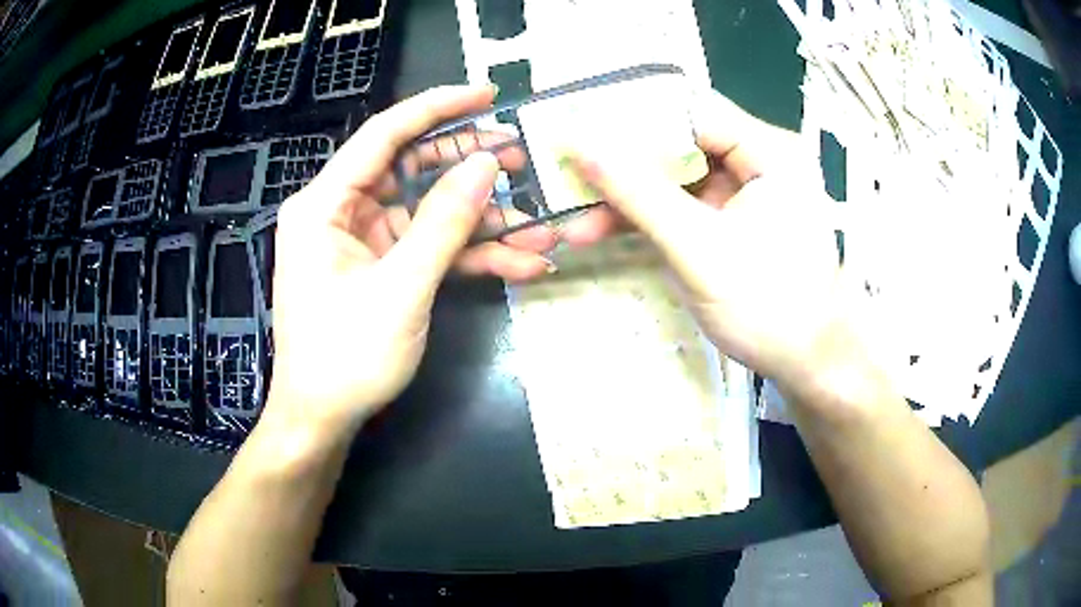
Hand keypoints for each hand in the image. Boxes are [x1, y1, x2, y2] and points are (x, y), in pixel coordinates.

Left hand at [266, 86, 556, 431]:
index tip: (488, 94)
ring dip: (483, 222)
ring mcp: (364, 241)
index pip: (385, 134)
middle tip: (523, 160)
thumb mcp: (401, 289)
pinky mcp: (382, 268)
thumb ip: (444, 223)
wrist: (323, 420)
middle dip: (471, 168)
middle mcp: (341, 212)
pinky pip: (429, 248)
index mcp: (325, 204)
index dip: (438, 107)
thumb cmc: (346, 357)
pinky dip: (470, 256)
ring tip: (539, 225)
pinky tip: (520, 263)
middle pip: (413, 170)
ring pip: (429, 213)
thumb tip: (486, 164)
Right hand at [564, 90, 846, 388]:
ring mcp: (744, 191)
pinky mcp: (731, 219)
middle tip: (568, 176)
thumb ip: (638, 194)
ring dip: (626, 197)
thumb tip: (579, 146)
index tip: (579, 131)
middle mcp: (759, 159)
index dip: (632, 118)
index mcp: (769, 151)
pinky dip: (645, 217)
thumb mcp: (699, 249)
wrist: (805, 364)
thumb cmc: (768, 307)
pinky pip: (681, 204)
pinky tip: (601, 229)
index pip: (691, 111)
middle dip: (622, 166)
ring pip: (674, 176)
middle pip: (679, 142)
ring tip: (575, 220)